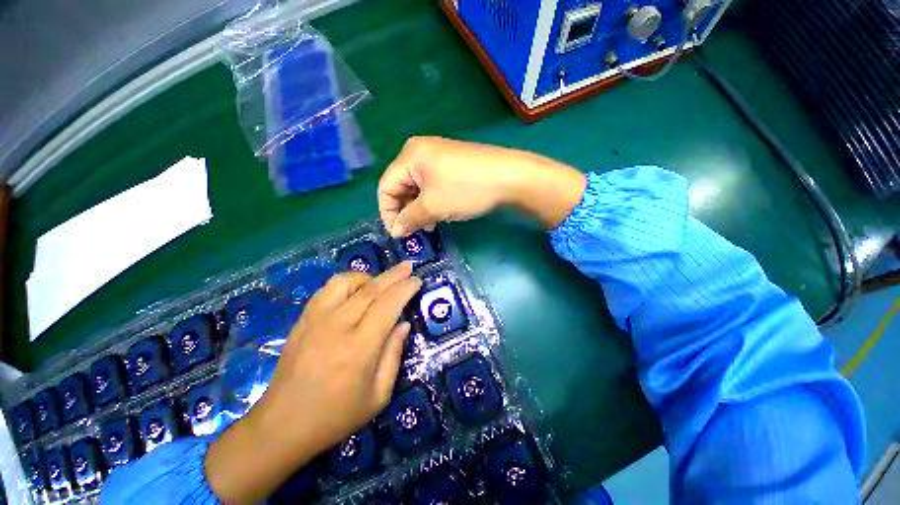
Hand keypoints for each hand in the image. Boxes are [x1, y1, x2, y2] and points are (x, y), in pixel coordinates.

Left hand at [205, 262, 421, 502]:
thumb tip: (403, 324)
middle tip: (408, 266)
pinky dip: (347, 282)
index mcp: (359, 348)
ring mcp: (315, 320)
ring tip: (381, 283)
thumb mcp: (378, 395)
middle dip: (394, 275)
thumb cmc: (336, 416)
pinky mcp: (303, 319)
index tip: (417, 281)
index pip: (388, 306)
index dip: (405, 289)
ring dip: (369, 277)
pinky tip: (356, 290)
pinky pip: (327, 289)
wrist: (282, 425)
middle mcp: (337, 327)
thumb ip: (393, 355)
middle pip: (370, 289)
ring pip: (346, 282)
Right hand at [378, 136, 587, 235]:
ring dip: (419, 209)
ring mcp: (438, 157)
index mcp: (410, 155)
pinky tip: (440, 214)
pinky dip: (432, 202)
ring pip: (418, 188)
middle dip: (406, 212)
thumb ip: (410, 219)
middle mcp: (420, 152)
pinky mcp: (452, 166)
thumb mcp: (433, 206)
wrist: (510, 177)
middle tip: (415, 232)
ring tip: (430, 225)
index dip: (388, 213)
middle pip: (401, 187)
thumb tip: (396, 231)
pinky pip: (433, 186)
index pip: (386, 187)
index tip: (398, 235)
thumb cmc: (466, 189)